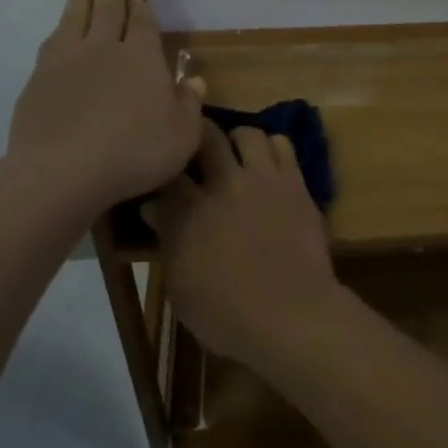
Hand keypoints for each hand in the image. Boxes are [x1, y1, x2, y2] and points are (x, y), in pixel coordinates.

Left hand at [4, 0, 204, 213]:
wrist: (63, 171)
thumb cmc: (134, 152)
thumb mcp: (181, 135)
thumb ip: (189, 105)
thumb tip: (196, 81)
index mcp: (141, 57)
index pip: (142, 22)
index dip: (139, 5)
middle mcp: (104, 48)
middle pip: (106, 9)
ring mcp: (66, 61)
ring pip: (74, 18)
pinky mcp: (38, 80)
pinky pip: (51, 44)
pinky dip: (58, 30)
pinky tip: (57, 32)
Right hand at [152, 122, 341, 367]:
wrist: (291, 314)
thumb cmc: (226, 314)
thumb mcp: (181, 286)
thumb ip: (167, 240)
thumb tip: (152, 208)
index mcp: (187, 210)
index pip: (167, 169)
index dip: (164, 165)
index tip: (163, 172)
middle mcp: (224, 183)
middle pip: (206, 136)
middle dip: (198, 138)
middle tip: (198, 153)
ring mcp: (263, 178)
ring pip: (247, 132)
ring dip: (237, 140)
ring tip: (236, 156)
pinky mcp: (295, 182)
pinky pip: (283, 145)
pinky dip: (272, 148)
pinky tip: (268, 165)